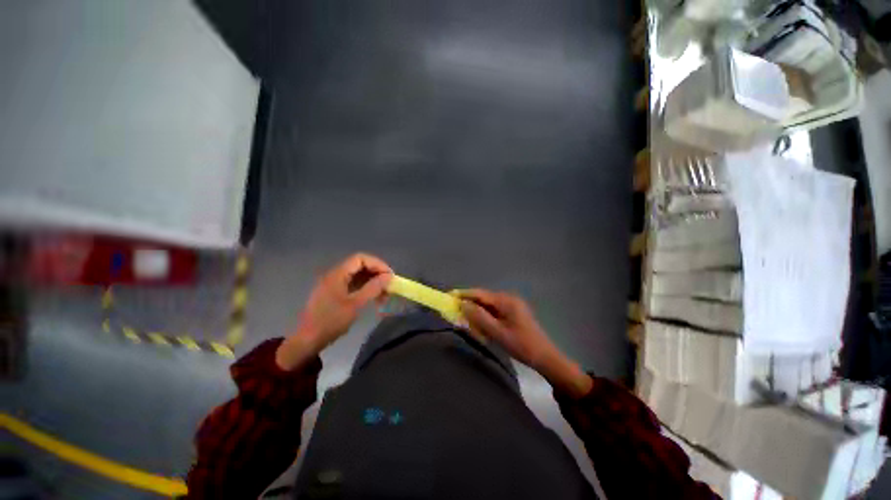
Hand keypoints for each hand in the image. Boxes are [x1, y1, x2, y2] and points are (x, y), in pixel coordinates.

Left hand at [276, 253, 391, 369]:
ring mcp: (335, 284)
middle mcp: (335, 275)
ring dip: (373, 282)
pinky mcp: (335, 293)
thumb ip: (373, 288)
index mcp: (337, 274)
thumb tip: (388, 276)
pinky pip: (354, 284)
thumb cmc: (331, 322)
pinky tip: (374, 298)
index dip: (377, 264)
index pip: (360, 258)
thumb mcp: (355, 305)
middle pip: (360, 266)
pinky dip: (366, 288)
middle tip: (389, 286)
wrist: (308, 341)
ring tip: (384, 295)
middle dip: (377, 273)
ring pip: (358, 276)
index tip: (390, 276)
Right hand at [460, 289, 591, 397]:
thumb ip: (479, 318)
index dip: (464, 294)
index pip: (480, 294)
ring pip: (488, 305)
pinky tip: (481, 325)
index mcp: (506, 301)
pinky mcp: (513, 312)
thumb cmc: (522, 345)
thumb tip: (463, 305)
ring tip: (465, 319)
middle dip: (470, 304)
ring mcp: (512, 305)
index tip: (450, 295)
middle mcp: (508, 298)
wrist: (545, 357)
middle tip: (455, 311)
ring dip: (477, 312)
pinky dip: (486, 316)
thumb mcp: (498, 333)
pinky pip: (495, 311)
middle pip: (484, 298)